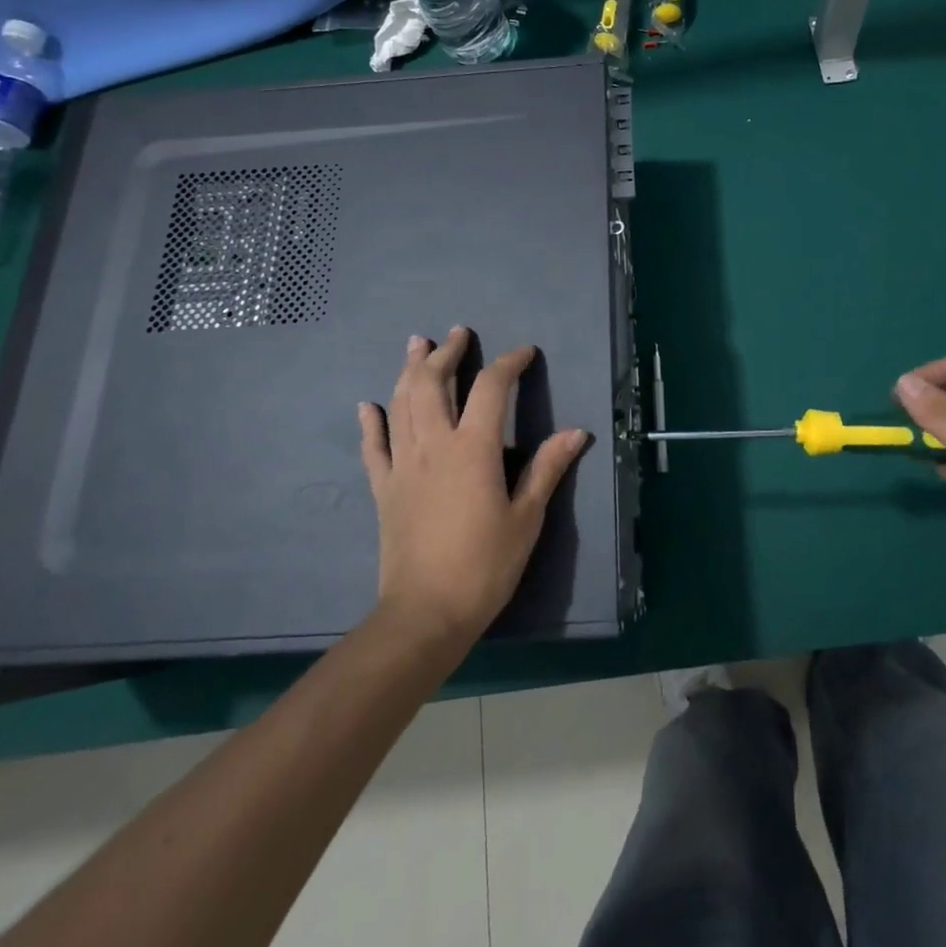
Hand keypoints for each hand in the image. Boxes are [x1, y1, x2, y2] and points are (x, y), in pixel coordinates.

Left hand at [359, 328, 588, 643]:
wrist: (425, 613)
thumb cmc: (485, 565)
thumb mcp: (526, 518)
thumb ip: (547, 469)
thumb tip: (577, 432)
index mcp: (474, 448)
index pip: (492, 388)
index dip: (509, 363)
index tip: (524, 352)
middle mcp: (434, 444)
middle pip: (434, 383)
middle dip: (446, 352)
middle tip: (457, 333)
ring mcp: (403, 464)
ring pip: (402, 403)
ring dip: (409, 370)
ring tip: (416, 345)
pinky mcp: (384, 488)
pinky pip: (374, 446)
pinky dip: (372, 422)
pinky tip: (369, 405)